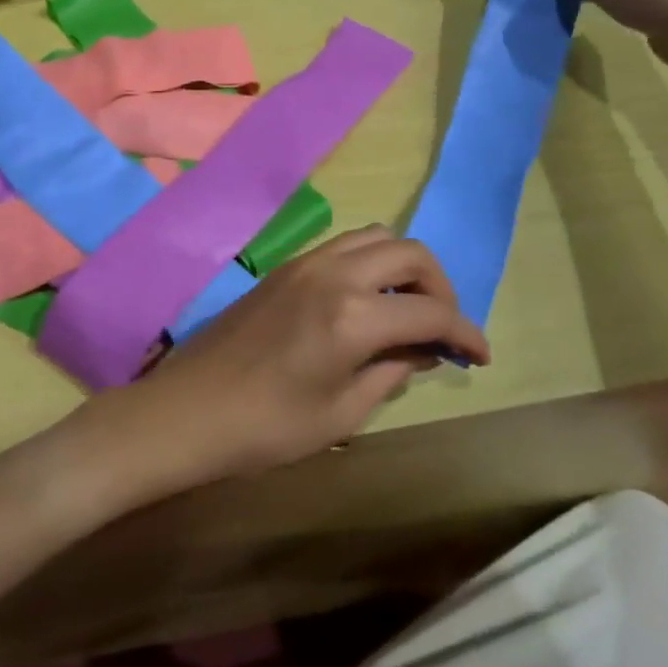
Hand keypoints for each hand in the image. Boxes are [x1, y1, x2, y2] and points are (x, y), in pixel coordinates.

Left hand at [72, 227, 488, 496]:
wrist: (186, 411)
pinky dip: (370, 264)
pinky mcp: (283, 268)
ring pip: (374, 238)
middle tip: (442, 328)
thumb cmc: (265, 428)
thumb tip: (423, 350)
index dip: (466, 333)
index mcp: (353, 315)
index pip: (431, 313)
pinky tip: (366, 303)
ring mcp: (304, 263)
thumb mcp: (341, 414)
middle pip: (409, 253)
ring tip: (408, 310)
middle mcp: (333, 273)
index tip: (481, 356)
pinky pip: (342, 247)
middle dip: (440, 287)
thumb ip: (390, 372)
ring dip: (403, 267)